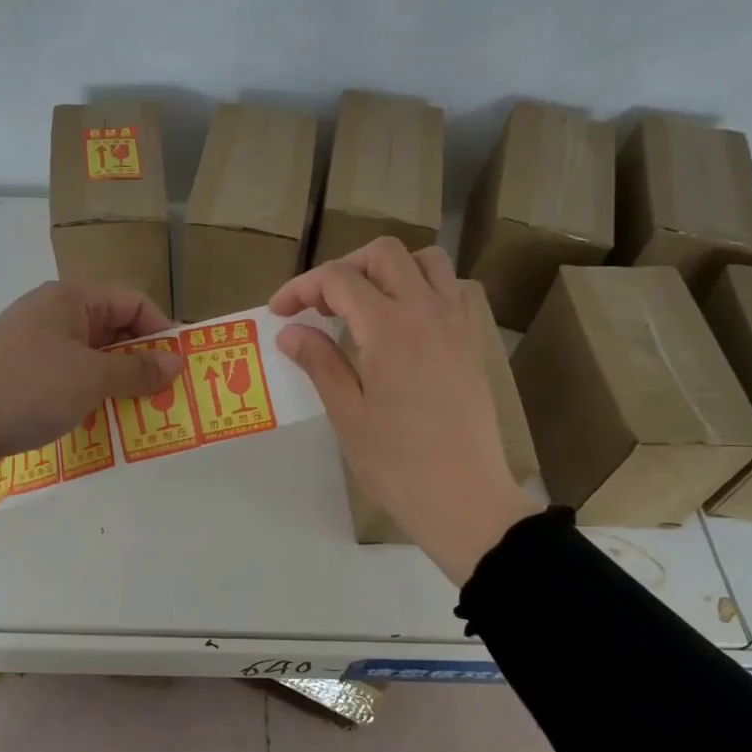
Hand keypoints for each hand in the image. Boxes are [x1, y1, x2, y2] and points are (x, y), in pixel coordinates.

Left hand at [0, 282, 183, 486]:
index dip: (161, 331)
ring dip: (118, 381)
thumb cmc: (29, 389)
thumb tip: (177, 361)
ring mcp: (34, 345)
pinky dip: (90, 394)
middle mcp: (52, 314)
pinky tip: (102, 419)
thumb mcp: (91, 378)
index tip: (180, 367)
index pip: (132, 302)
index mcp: (70, 299)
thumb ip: (138, 370)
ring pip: (91, 356)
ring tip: (141, 412)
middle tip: (166, 395)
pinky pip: (69, 377)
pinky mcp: (21, 375)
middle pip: (113, 328)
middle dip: (142, 360)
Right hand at [271, 239, 542, 583]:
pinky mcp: (471, 344)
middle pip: (384, 254)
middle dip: (344, 268)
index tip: (280, 312)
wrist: (463, 497)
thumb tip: (291, 331)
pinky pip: (451, 290)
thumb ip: (319, 362)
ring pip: (426, 262)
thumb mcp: (346, 413)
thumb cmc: (396, 462)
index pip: (339, 279)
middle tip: (320, 306)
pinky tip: (403, 323)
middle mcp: (427, 312)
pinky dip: (423, 287)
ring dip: (388, 270)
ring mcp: (456, 325)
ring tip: (364, 304)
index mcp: (389, 328)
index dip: (302, 287)